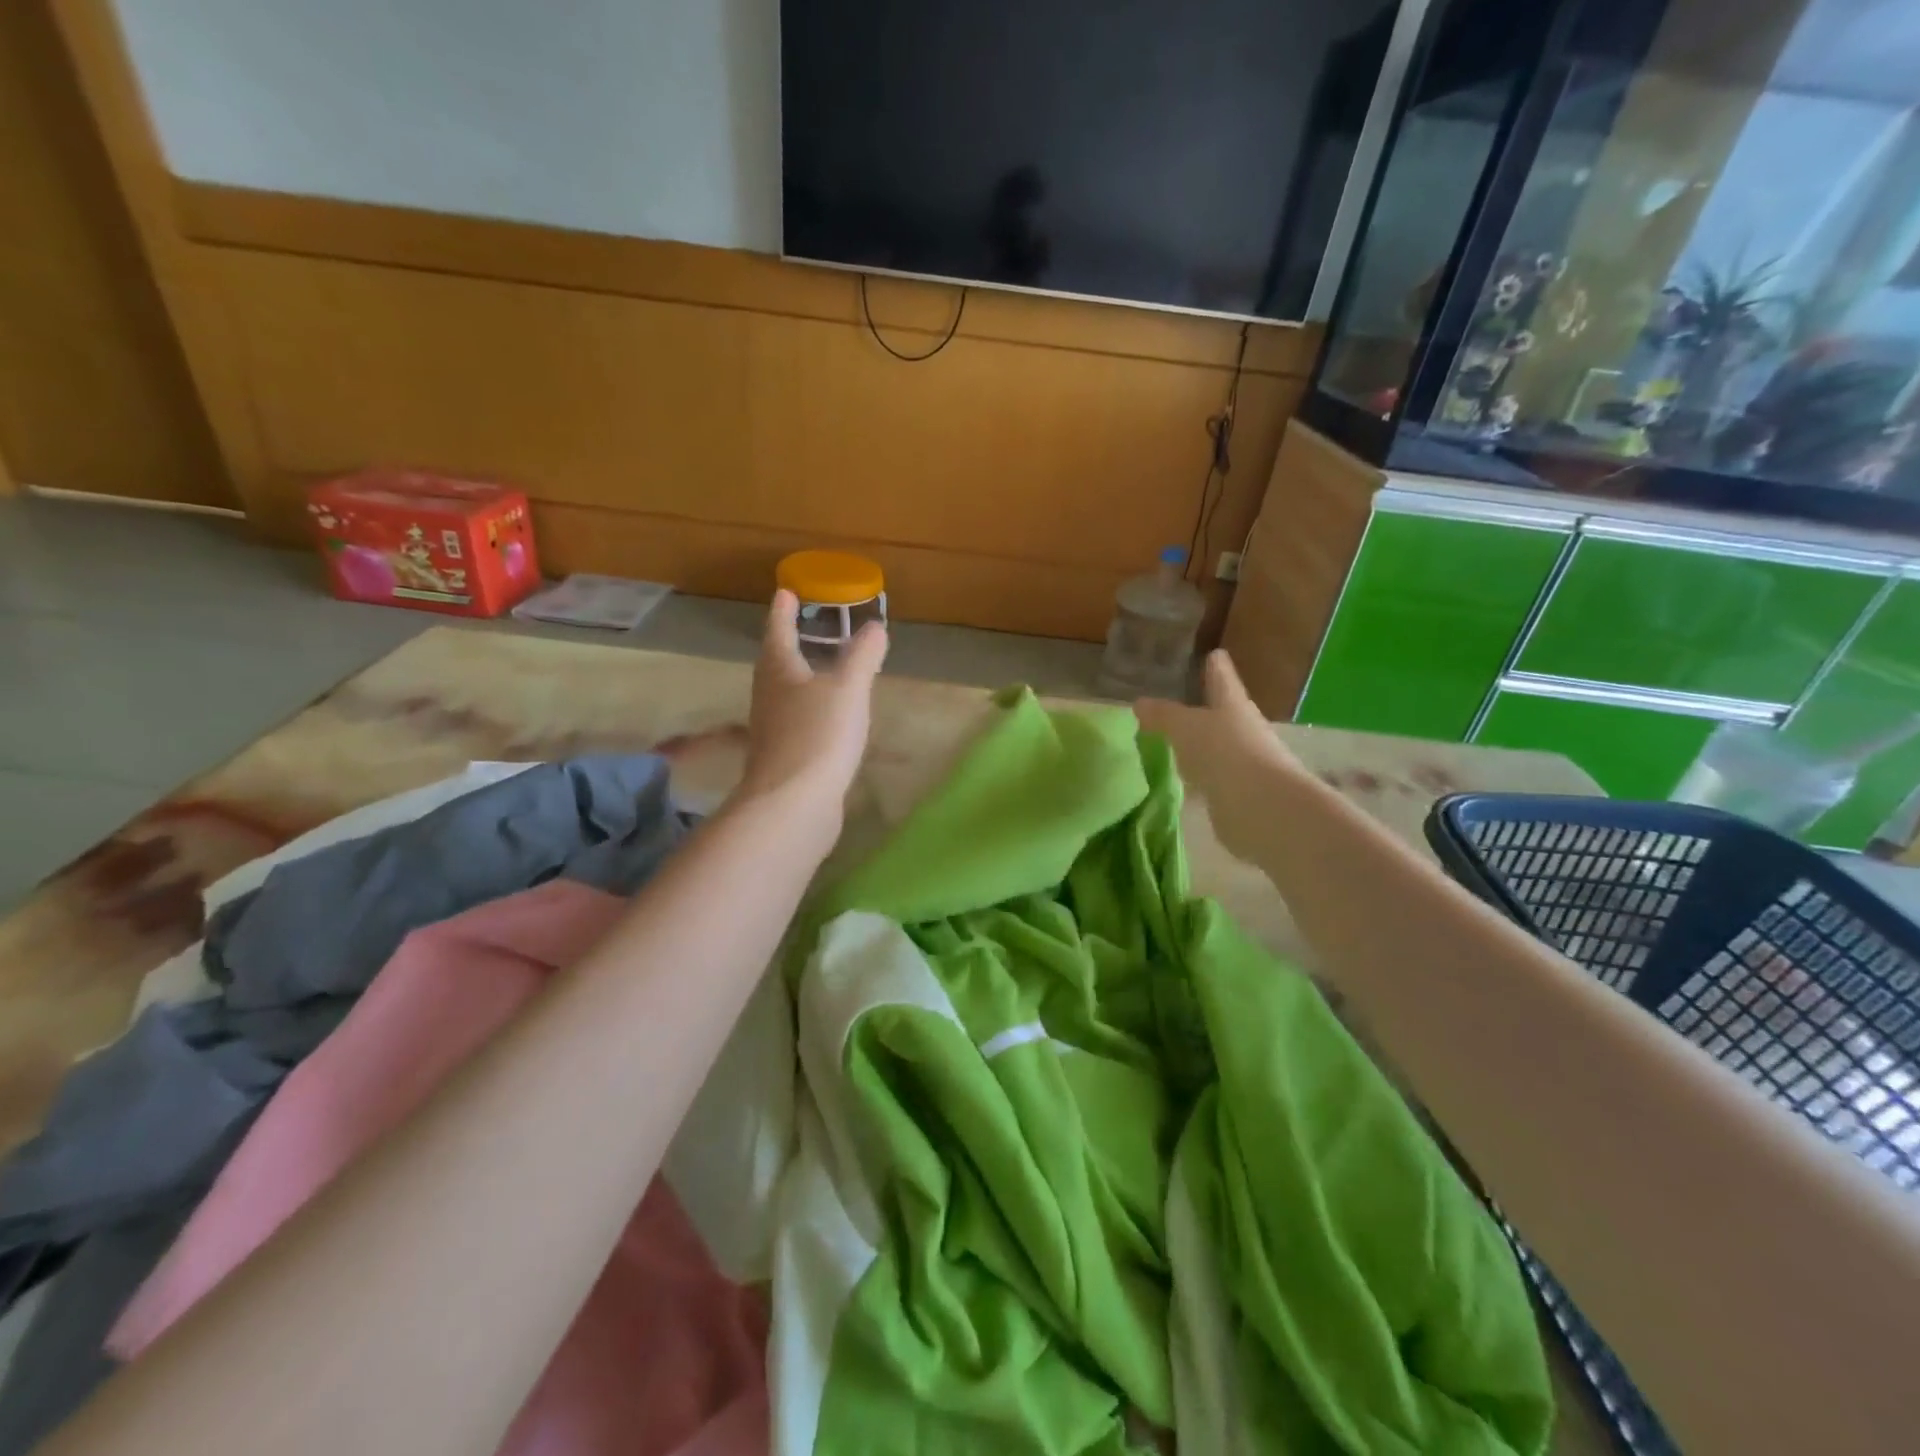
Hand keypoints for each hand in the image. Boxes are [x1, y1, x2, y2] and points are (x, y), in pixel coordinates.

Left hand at [736, 590, 888, 825]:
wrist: (794, 805)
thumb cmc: (818, 735)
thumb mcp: (848, 688)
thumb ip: (862, 656)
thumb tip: (874, 626)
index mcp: (779, 671)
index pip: (778, 631)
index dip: (783, 611)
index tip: (785, 591)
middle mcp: (769, 697)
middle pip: (776, 664)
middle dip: (790, 643)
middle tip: (805, 626)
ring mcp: (774, 731)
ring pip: (786, 694)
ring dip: (801, 678)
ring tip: (822, 669)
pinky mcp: (785, 759)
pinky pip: (798, 723)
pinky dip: (812, 710)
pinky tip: (830, 719)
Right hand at [1135, 650, 1301, 860]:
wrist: (1261, 807)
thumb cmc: (1224, 752)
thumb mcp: (1185, 727)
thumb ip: (1162, 716)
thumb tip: (1139, 704)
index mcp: (1233, 706)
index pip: (1223, 679)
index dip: (1217, 668)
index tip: (1215, 654)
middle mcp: (1243, 731)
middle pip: (1224, 714)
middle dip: (1208, 709)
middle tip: (1185, 703)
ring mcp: (1243, 764)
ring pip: (1217, 748)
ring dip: (1201, 747)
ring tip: (1176, 744)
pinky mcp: (1237, 795)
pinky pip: (1212, 780)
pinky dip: (1198, 778)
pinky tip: (1182, 782)